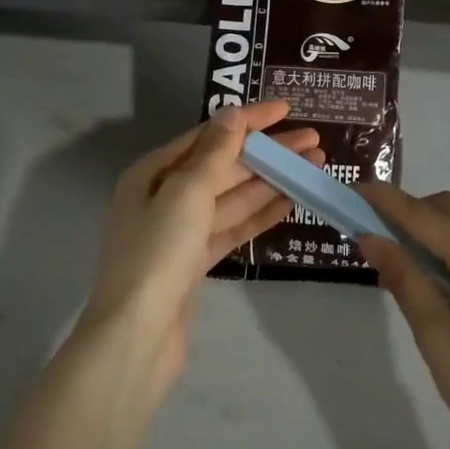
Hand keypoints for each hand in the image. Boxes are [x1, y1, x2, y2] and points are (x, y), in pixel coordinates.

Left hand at [80, 102, 317, 389]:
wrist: (136, 339)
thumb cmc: (157, 253)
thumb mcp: (187, 192)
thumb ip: (215, 152)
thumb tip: (233, 113)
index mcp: (154, 172)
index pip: (210, 135)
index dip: (249, 120)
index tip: (286, 110)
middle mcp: (165, 195)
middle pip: (225, 165)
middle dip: (267, 152)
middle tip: (314, 142)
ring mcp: (181, 231)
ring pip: (233, 196)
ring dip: (271, 180)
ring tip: (313, 167)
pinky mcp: (195, 261)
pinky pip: (232, 227)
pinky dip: (259, 214)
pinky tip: (290, 201)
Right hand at [359, 182, 449, 448]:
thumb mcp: (437, 339)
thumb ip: (405, 279)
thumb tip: (371, 238)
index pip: (426, 217)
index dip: (387, 201)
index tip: (355, 190)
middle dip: (412, 212)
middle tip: (376, 231)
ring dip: (436, 229)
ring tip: (405, 258)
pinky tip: (444, 279)